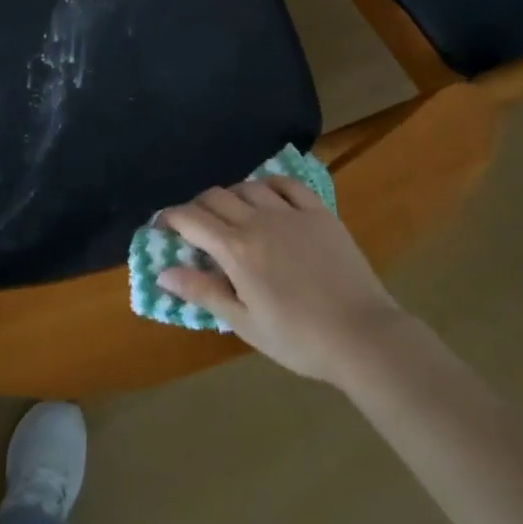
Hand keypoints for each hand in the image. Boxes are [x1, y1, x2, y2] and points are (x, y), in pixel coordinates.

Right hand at [157, 177, 415, 386]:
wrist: (361, 335)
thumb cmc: (298, 338)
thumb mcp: (244, 323)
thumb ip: (203, 292)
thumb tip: (163, 272)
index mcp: (236, 250)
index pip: (192, 219)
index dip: (170, 217)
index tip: (161, 226)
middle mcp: (258, 221)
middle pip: (216, 196)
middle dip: (196, 206)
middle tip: (194, 227)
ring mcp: (291, 212)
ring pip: (248, 186)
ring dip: (230, 195)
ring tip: (230, 214)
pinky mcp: (319, 212)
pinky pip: (287, 184)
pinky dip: (268, 185)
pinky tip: (266, 196)